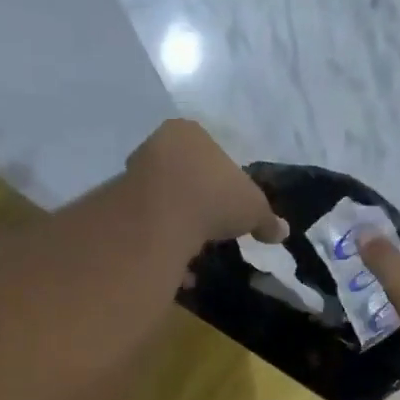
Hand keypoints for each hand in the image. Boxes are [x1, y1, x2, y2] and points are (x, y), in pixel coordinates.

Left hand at [126, 120, 287, 245]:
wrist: (160, 215)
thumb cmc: (214, 196)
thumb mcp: (254, 208)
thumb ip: (267, 219)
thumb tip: (282, 231)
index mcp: (189, 134)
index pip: (210, 151)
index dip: (224, 179)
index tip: (231, 205)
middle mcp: (156, 146)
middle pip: (183, 176)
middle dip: (198, 203)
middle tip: (213, 227)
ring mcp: (132, 174)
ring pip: (162, 202)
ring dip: (179, 226)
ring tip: (196, 251)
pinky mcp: (117, 204)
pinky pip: (147, 227)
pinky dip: (162, 245)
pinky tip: (176, 265)